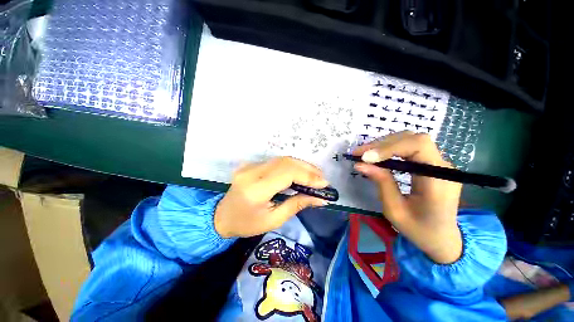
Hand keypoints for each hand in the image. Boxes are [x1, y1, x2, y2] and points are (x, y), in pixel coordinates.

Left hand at [214, 157, 328, 237]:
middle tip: (322, 178)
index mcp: (255, 190)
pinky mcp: (251, 164)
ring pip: (282, 159)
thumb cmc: (247, 224)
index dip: (307, 176)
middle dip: (308, 169)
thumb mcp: (274, 220)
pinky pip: (276, 161)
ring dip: (301, 165)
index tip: (324, 184)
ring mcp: (250, 166)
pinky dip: (291, 165)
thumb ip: (297, 204)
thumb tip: (320, 198)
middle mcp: (252, 173)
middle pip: (285, 162)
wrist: (222, 217)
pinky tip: (300, 172)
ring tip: (315, 175)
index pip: (286, 174)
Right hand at [353, 131, 462, 263]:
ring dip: (384, 144)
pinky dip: (389, 149)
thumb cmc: (419, 230)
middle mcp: (443, 166)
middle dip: (383, 144)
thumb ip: (381, 183)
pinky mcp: (431, 164)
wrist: (442, 239)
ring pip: (410, 140)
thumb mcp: (395, 210)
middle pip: (413, 139)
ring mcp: (439, 164)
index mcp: (439, 180)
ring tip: (364, 153)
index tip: (365, 157)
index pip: (418, 146)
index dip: (389, 147)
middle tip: (359, 153)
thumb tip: (360, 164)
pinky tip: (377, 156)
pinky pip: (410, 148)